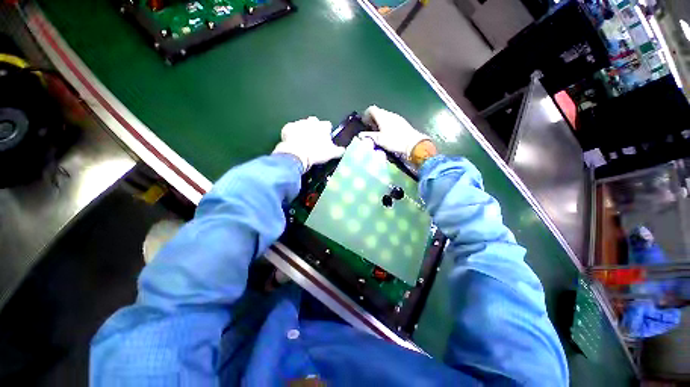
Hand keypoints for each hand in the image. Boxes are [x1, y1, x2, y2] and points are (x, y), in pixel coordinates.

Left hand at [272, 116, 344, 171]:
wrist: (297, 155)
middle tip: (313, 140)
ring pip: (302, 125)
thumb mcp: (332, 154)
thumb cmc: (316, 153)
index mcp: (323, 126)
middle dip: (314, 129)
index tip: (325, 140)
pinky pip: (291, 129)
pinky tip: (292, 143)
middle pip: (314, 122)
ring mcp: (298, 123)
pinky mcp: (287, 128)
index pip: (327, 125)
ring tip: (302, 143)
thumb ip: (339, 150)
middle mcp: (311, 121)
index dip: (326, 132)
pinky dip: (292, 134)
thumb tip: (344, 149)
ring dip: (303, 131)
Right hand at [361, 106, 429, 159]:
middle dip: (372, 119)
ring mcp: (397, 118)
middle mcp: (390, 114)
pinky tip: (387, 134)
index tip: (363, 122)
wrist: (414, 144)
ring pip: (385, 116)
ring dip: (380, 122)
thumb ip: (369, 136)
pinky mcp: (402, 123)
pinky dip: (386, 125)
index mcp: (383, 116)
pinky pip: (391, 121)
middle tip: (369, 129)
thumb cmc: (395, 141)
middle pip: (378, 112)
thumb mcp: (379, 140)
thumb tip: (360, 136)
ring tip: (377, 132)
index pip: (371, 109)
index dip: (365, 115)